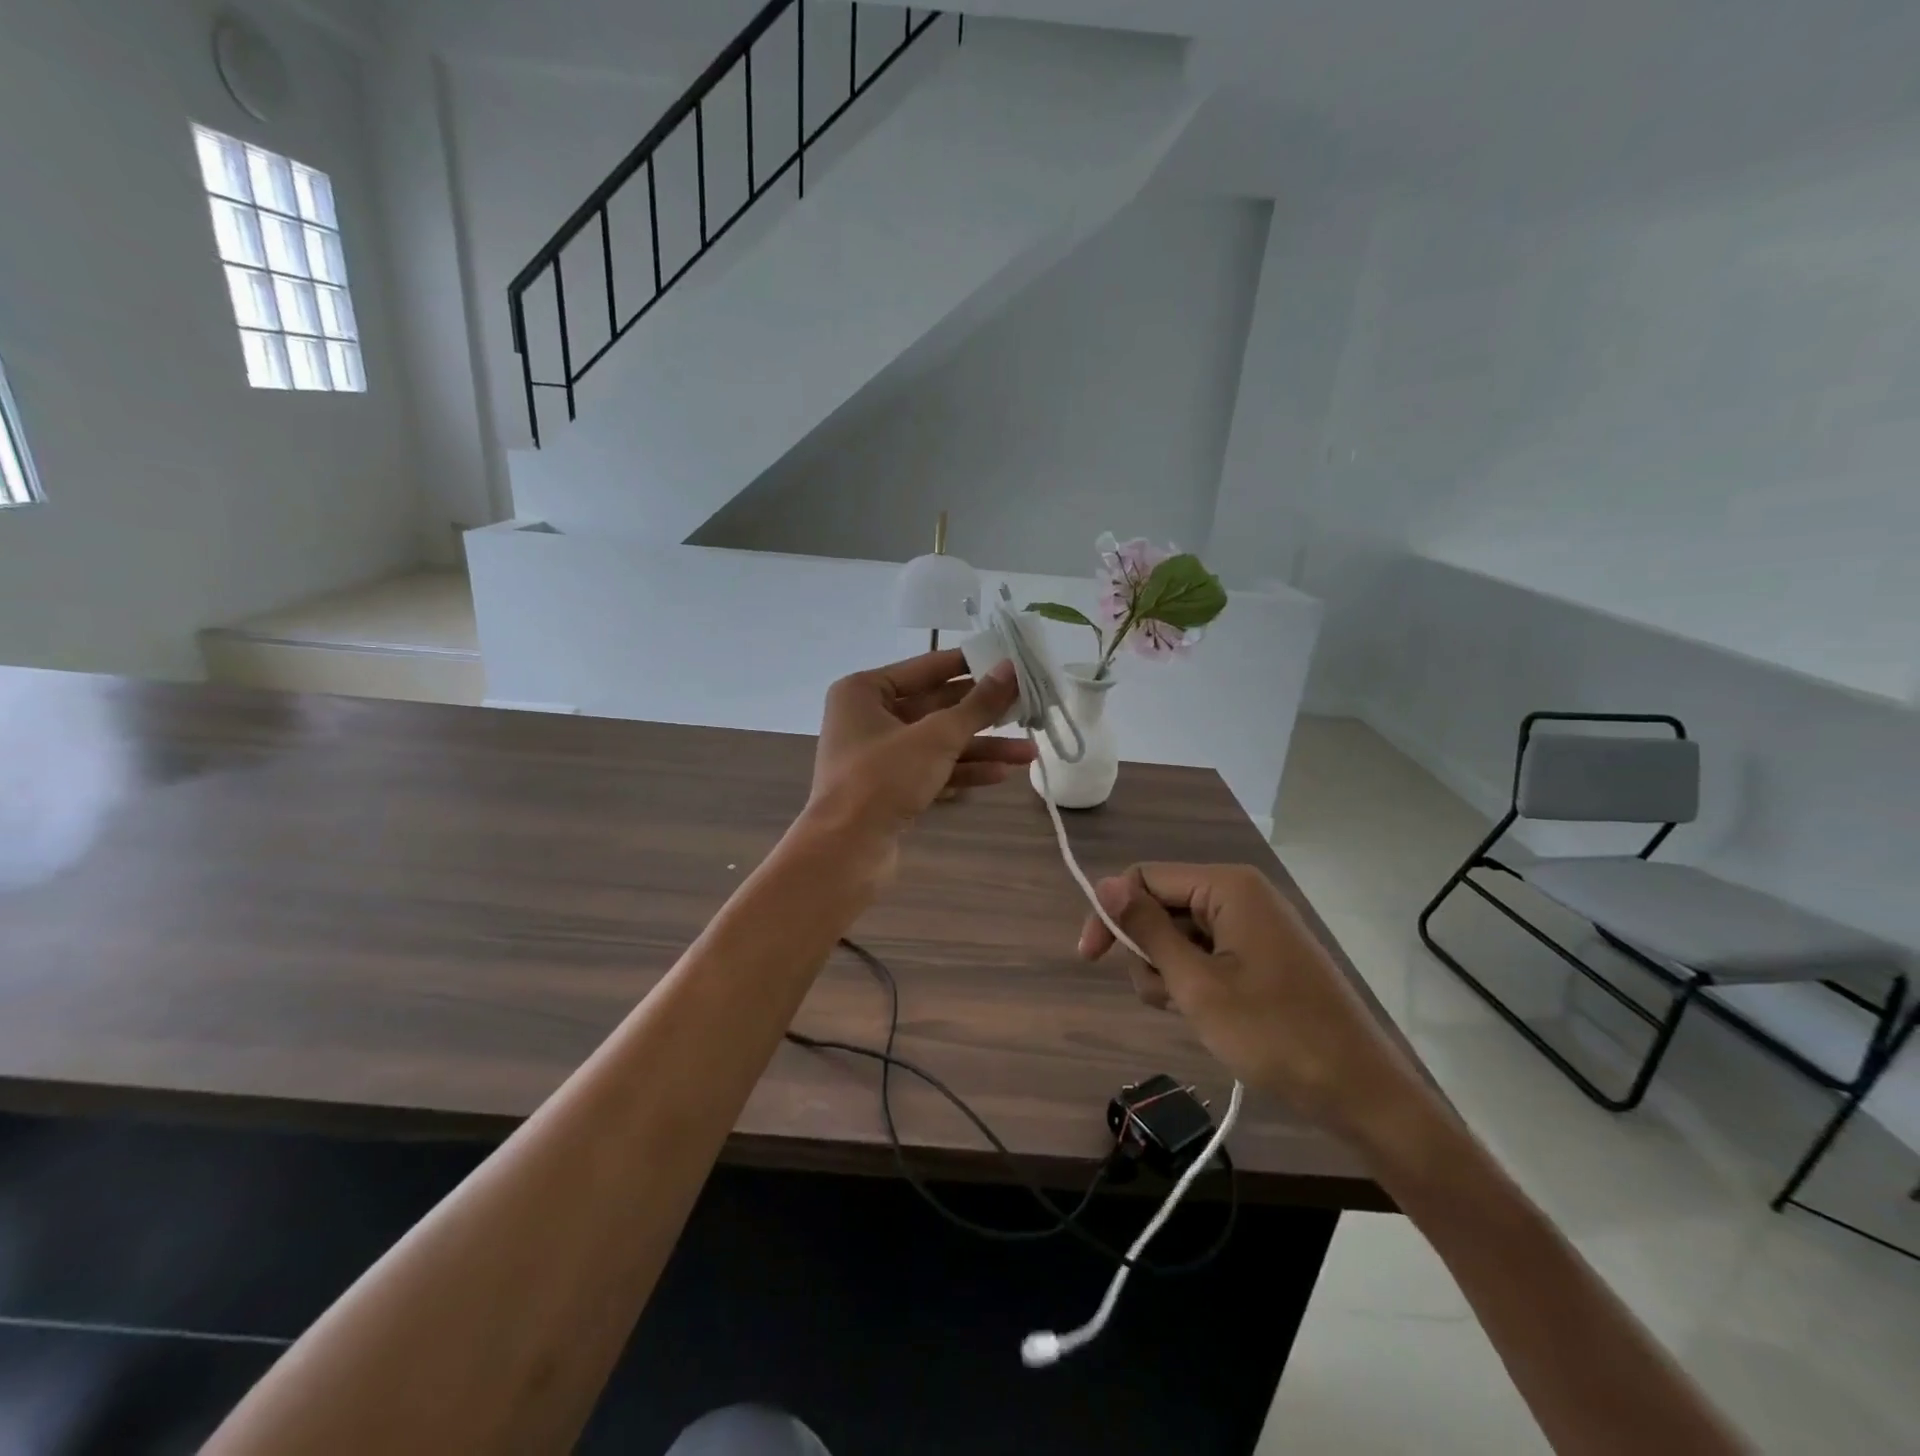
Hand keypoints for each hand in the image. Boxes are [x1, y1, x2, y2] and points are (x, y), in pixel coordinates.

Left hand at [807, 648, 1035, 846]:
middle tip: (1027, 707)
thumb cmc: (883, 778)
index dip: (970, 665)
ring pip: (938, 743)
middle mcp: (868, 718)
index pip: (926, 667)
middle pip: (935, 707)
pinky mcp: (890, 789)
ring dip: (981, 747)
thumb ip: (977, 704)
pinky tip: (1001, 774)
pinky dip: (963, 771)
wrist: (846, 851)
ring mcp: (879, 756)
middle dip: (982, 713)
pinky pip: (932, 770)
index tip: (1010, 661)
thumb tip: (1011, 669)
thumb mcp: (936, 737)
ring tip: (1028, 752)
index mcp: (864, 691)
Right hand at [1077, 863, 1431, 1143]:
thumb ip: (1147, 930)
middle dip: (1150, 953)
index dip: (1111, 914)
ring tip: (1195, 1013)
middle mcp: (1241, 893)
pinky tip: (1212, 1015)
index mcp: (1228, 886)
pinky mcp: (1261, 954)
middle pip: (1162, 906)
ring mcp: (1254, 925)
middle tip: (1169, 999)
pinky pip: (1207, 952)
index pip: (1144, 878)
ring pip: (1180, 935)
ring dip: (1171, 973)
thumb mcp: (1197, 985)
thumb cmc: (1275, 1035)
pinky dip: (1196, 981)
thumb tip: (1104, 884)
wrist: (1361, 1093)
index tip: (1089, 959)